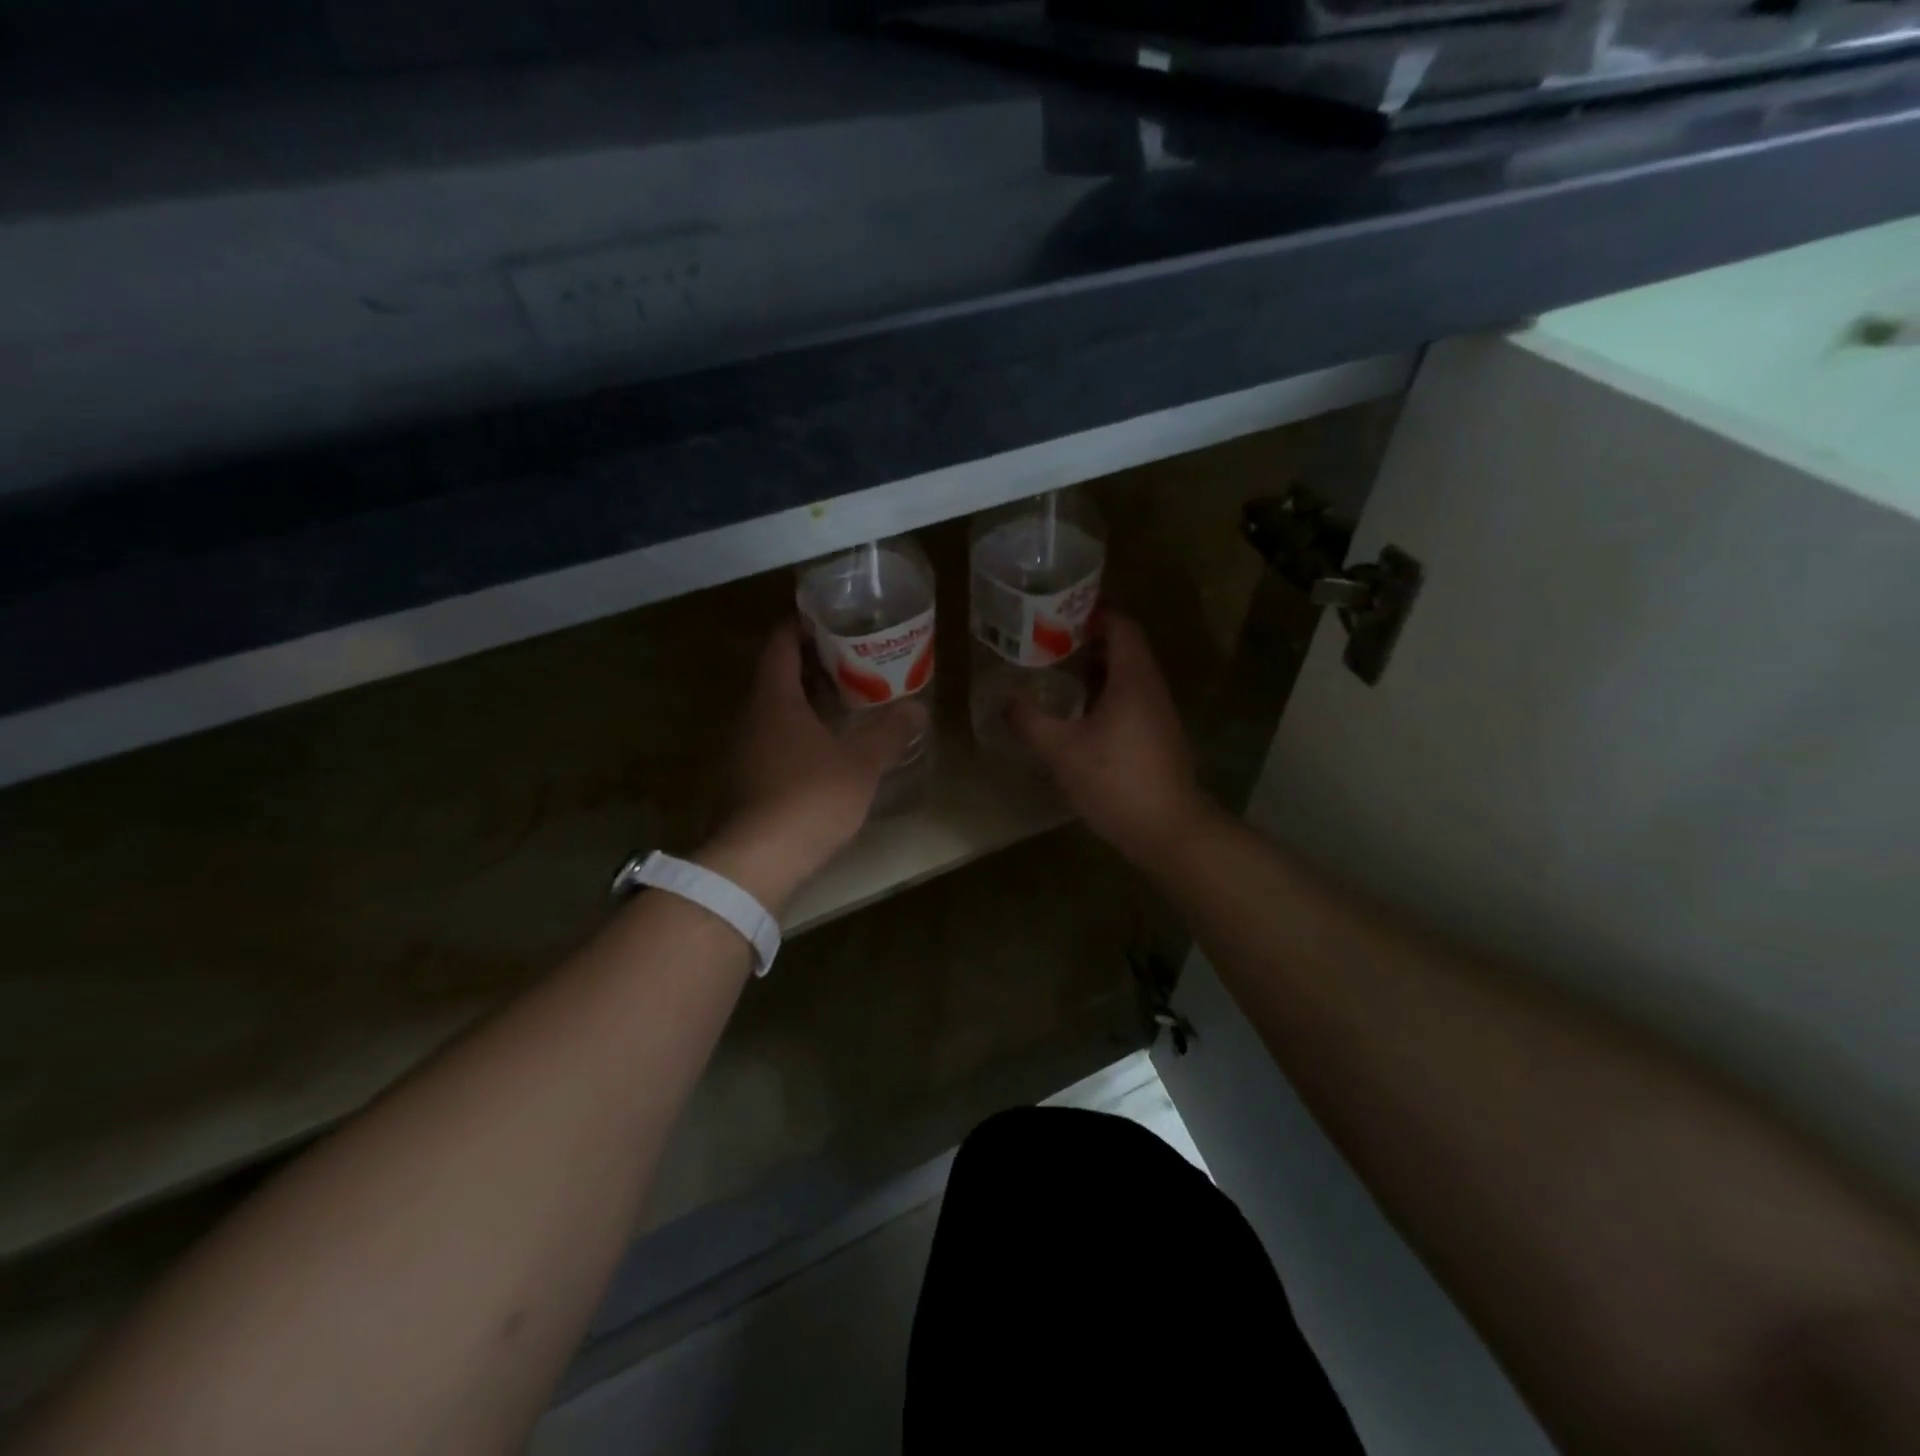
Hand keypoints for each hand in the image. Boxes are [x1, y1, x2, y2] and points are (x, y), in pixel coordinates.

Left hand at [697, 621, 926, 913]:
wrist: (758, 860)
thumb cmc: (810, 798)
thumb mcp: (860, 764)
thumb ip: (889, 734)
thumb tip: (917, 709)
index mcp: (774, 700)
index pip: (780, 646)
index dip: (799, 626)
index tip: (826, 619)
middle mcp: (750, 717)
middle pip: (776, 676)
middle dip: (810, 664)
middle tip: (849, 659)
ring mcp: (742, 750)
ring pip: (773, 711)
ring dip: (803, 700)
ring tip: (843, 699)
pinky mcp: (744, 780)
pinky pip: (771, 739)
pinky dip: (795, 731)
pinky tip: (823, 746)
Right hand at [1010, 612, 1213, 868]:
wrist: (1168, 829)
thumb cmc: (1116, 781)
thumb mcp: (1062, 751)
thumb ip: (1031, 721)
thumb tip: (1004, 699)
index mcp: (1133, 679)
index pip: (1120, 625)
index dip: (1092, 612)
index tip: (1057, 611)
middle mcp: (1151, 687)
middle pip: (1123, 647)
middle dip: (1087, 640)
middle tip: (1046, 641)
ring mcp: (1158, 712)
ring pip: (1126, 675)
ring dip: (1095, 669)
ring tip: (1055, 672)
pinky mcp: (1157, 735)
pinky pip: (1130, 699)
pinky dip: (1104, 694)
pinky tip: (1077, 713)